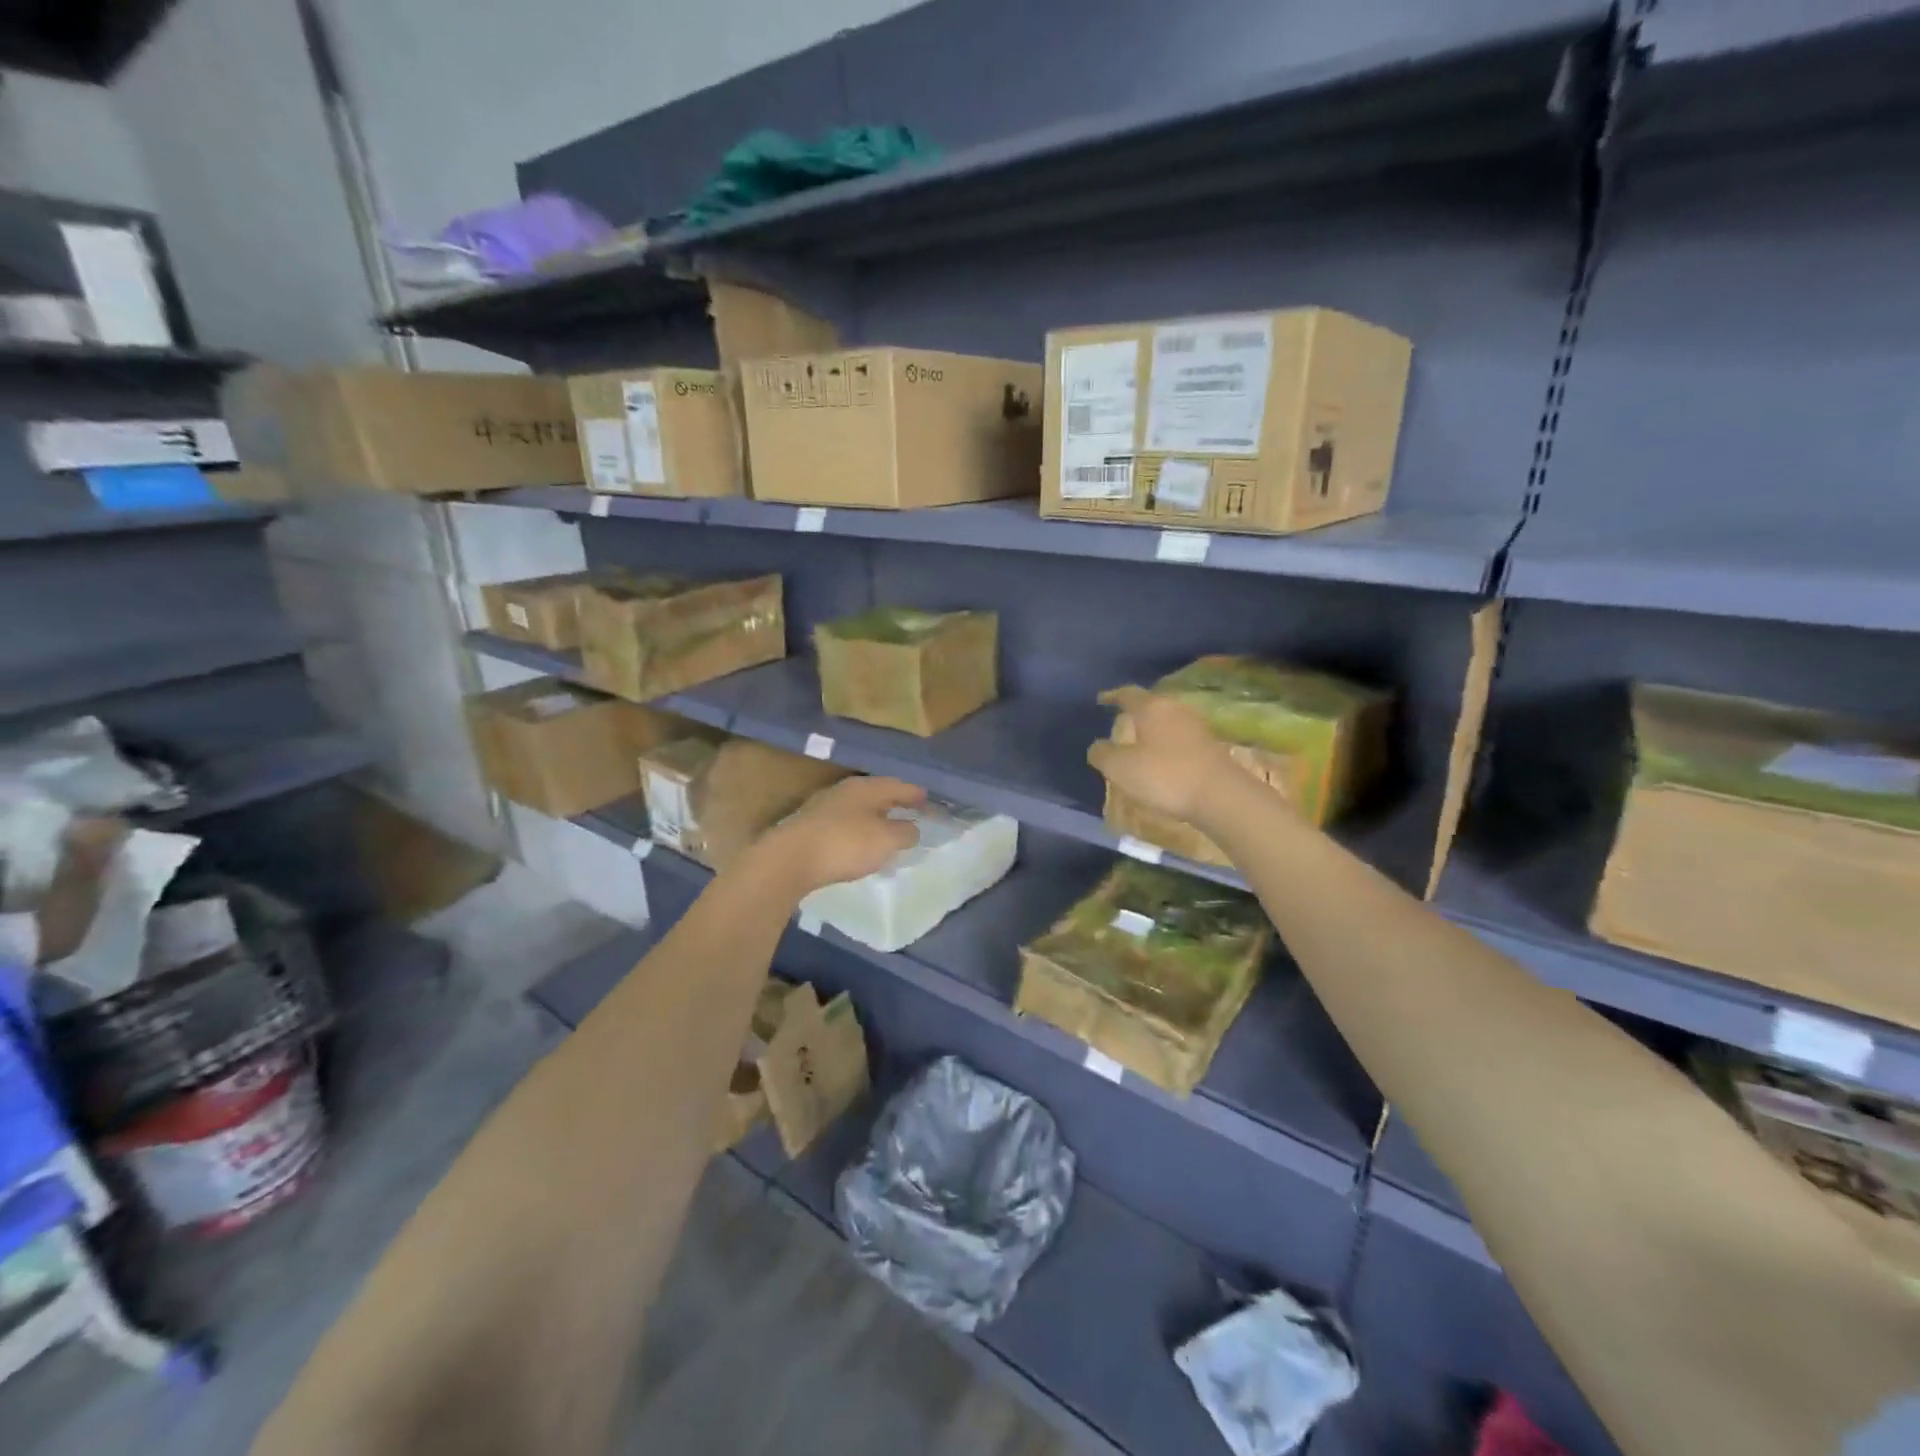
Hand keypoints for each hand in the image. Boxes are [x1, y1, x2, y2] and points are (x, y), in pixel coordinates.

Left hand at [747, 776, 926, 901]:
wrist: (789, 859)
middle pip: (878, 793)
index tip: (929, 802)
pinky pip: (844, 823)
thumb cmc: (845, 844)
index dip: (917, 795)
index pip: (900, 785)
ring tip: (887, 832)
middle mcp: (846, 790)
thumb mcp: (886, 840)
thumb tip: (912, 828)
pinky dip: (858, 831)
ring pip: (859, 808)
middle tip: (911, 814)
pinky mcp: (810, 825)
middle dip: (895, 803)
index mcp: (868, 787)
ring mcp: (825, 806)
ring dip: (875, 818)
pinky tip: (858, 845)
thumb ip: (905, 832)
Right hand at [1088, 687, 1241, 827]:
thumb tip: (1097, 746)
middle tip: (1121, 721)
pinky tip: (1163, 758)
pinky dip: (1168, 744)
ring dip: (1154, 728)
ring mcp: (1197, 726)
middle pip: (1151, 704)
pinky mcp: (1211, 746)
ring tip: (1140, 741)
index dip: (1112, 696)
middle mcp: (1175, 709)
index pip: (1127, 694)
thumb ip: (1102, 754)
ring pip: (1168, 720)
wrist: (1219, 796)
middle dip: (1136, 711)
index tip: (1101, 699)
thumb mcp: (1120, 768)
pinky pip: (1181, 738)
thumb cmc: (1163, 776)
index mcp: (1151, 707)